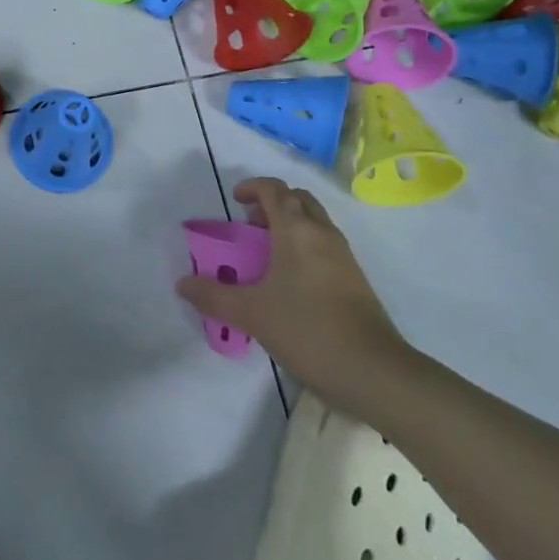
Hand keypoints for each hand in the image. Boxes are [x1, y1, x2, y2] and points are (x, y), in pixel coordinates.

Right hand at [177, 177, 412, 407]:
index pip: (275, 190)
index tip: (235, 202)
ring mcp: (344, 257)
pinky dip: (304, 248)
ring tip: (265, 256)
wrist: (375, 371)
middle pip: (298, 200)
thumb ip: (213, 296)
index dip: (253, 187)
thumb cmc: (307, 329)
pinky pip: (325, 247)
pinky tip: (289, 283)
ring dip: (290, 226)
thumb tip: (183, 284)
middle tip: (250, 226)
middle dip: (273, 204)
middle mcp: (322, 234)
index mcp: (296, 231)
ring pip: (315, 223)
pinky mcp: (355, 281)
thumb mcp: (251, 314)